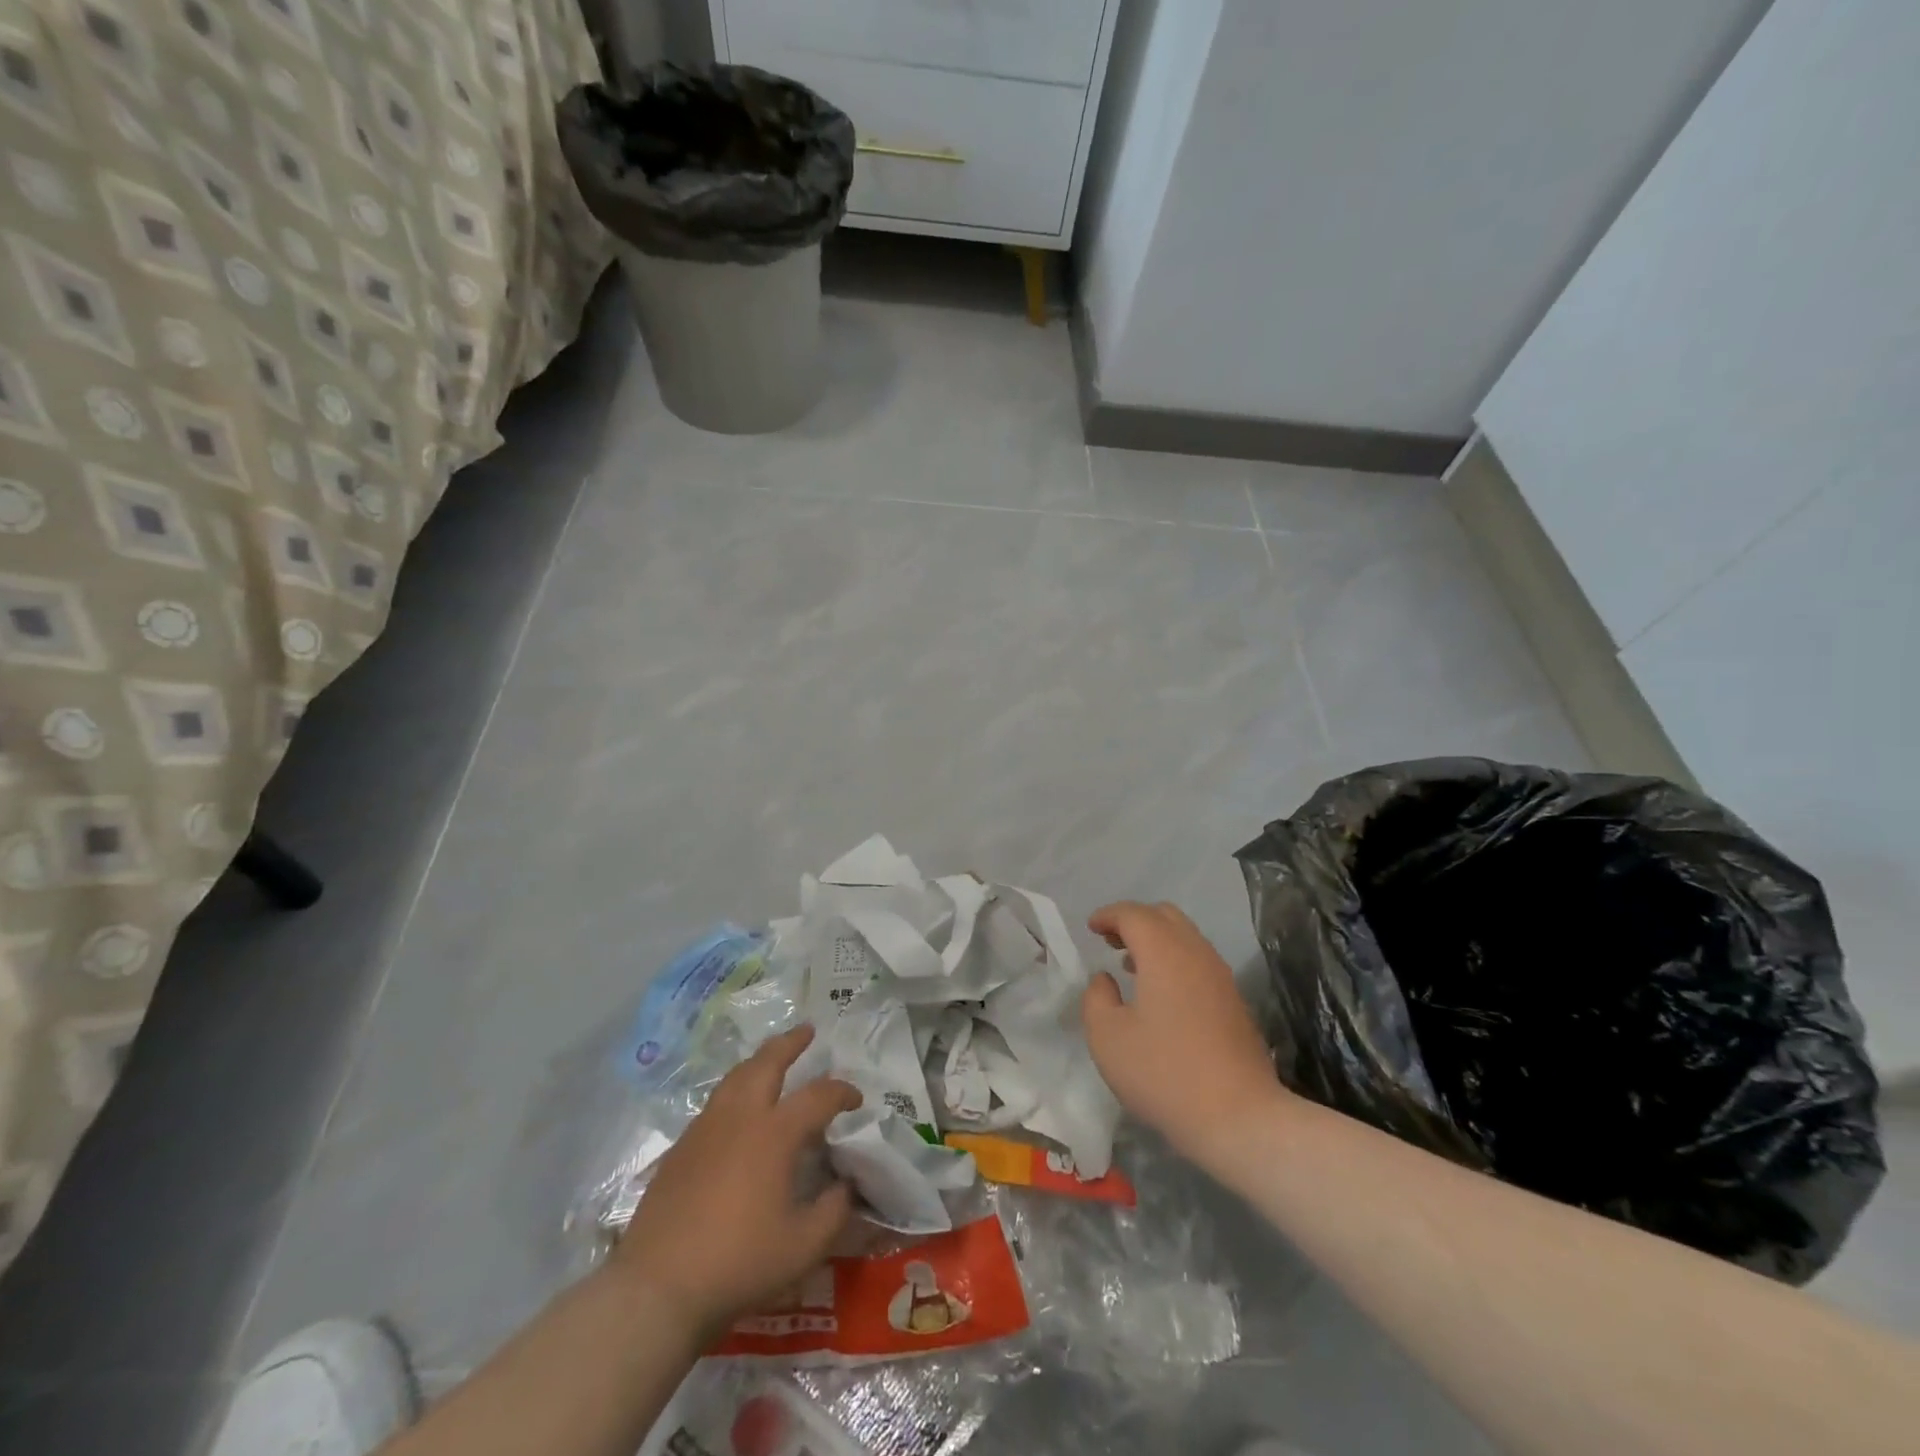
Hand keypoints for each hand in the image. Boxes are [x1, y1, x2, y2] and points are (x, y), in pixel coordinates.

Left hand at [611, 1025, 860, 1341]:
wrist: (658, 1287)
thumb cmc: (739, 1262)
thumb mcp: (804, 1246)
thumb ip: (833, 1211)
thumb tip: (844, 1186)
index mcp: (774, 1133)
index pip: (818, 1096)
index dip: (841, 1092)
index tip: (856, 1100)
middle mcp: (740, 1117)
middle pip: (767, 1063)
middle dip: (790, 1043)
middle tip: (807, 1030)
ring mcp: (705, 1129)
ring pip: (735, 1077)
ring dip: (759, 1061)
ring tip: (771, 1059)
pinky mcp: (680, 1148)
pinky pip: (715, 1103)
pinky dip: (735, 1091)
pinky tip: (738, 1111)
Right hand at [1082, 901, 1288, 1165]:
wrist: (1240, 1118)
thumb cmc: (1164, 1073)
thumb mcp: (1108, 1038)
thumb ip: (1097, 998)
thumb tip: (1105, 979)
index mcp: (1164, 953)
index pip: (1134, 914)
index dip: (1108, 915)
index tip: (1090, 928)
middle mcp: (1196, 954)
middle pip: (1165, 916)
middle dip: (1134, 921)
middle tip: (1109, 941)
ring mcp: (1221, 977)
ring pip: (1186, 938)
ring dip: (1156, 941)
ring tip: (1131, 965)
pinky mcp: (1234, 1002)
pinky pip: (1198, 962)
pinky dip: (1174, 961)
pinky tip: (1161, 993)